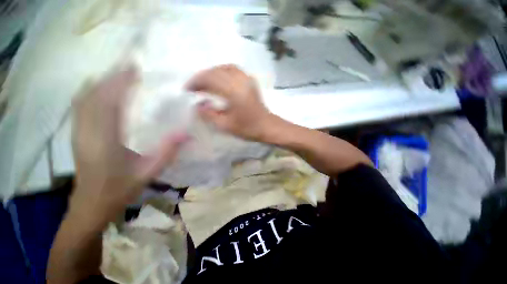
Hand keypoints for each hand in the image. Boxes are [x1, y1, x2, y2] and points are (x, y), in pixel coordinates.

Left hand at [70, 65, 187, 221]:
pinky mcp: (77, 133)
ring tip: (120, 75)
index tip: (135, 70)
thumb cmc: (120, 189)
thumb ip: (167, 152)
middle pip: (94, 94)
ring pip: (85, 97)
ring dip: (101, 82)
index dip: (120, 82)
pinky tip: (101, 89)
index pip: (108, 101)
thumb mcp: (149, 173)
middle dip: (112, 77)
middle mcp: (87, 130)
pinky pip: (81, 105)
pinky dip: (91, 91)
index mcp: (105, 140)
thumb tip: (186, 133)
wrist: (91, 204)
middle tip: (131, 68)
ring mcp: (78, 131)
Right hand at [186, 64, 273, 140]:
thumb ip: (208, 114)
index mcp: (234, 91)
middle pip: (216, 71)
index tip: (187, 90)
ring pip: (224, 68)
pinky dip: (223, 72)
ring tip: (204, 83)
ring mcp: (247, 79)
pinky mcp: (250, 81)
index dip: (196, 82)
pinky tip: (219, 79)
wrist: (266, 126)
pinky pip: (233, 70)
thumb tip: (197, 104)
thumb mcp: (225, 125)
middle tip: (194, 87)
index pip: (210, 79)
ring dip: (212, 73)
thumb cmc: (248, 128)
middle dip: (202, 77)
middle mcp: (240, 80)